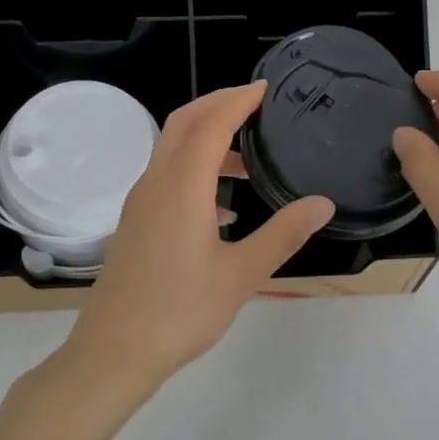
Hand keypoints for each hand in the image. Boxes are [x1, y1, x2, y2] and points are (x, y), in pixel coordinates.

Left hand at [66, 83, 333, 392]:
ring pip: (172, 151)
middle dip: (217, 105)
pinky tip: (222, 210)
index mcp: (182, 186)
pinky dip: (194, 172)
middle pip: (183, 123)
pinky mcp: (135, 223)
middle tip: (254, 105)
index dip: (238, 100)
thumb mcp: (242, 274)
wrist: (115, 350)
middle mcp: (156, 183)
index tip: (265, 88)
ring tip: (248, 164)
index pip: (211, 124)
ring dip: (206, 141)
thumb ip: (283, 234)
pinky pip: (166, 178)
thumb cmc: (182, 311)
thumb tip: (322, 203)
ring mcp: (140, 203)